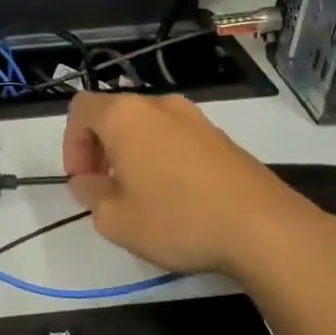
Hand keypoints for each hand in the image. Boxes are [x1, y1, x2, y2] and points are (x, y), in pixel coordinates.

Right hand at [61, 91, 331, 278]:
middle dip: (100, 149)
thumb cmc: (177, 218)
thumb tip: (88, 182)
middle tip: (105, 189)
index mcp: (124, 116)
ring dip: (132, 153)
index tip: (82, 181)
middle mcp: (158, 106)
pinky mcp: (221, 138)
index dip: (71, 144)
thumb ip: (89, 194)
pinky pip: (176, 138)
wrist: (265, 228)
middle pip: (113, 115)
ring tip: (140, 195)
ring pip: (146, 126)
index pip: (80, 109)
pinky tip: (177, 198)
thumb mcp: (114, 219)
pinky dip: (163, 158)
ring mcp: (195, 119)